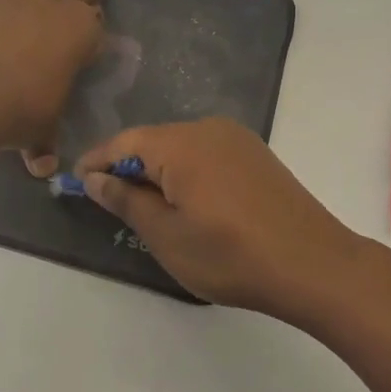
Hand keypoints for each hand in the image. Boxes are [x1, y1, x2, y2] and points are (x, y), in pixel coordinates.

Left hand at [0, 0, 108, 175]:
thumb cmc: (21, 110)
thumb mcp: (42, 131)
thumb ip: (46, 141)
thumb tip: (42, 165)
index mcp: (80, 30)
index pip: (97, 23)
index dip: (92, 37)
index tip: (86, 53)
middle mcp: (50, 3)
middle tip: (84, 0)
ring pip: (25, 1)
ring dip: (22, 20)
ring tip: (5, 53)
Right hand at [76, 118, 363, 320]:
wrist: (313, 264)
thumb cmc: (231, 255)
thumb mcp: (167, 235)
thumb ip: (126, 200)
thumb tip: (95, 178)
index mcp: (181, 143)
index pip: (124, 141)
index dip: (97, 162)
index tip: (77, 184)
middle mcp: (208, 128)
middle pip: (152, 141)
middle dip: (128, 168)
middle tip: (110, 203)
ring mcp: (237, 139)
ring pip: (180, 147)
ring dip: (158, 171)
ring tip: (147, 208)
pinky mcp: (256, 154)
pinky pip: (206, 153)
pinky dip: (187, 172)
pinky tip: (188, 202)